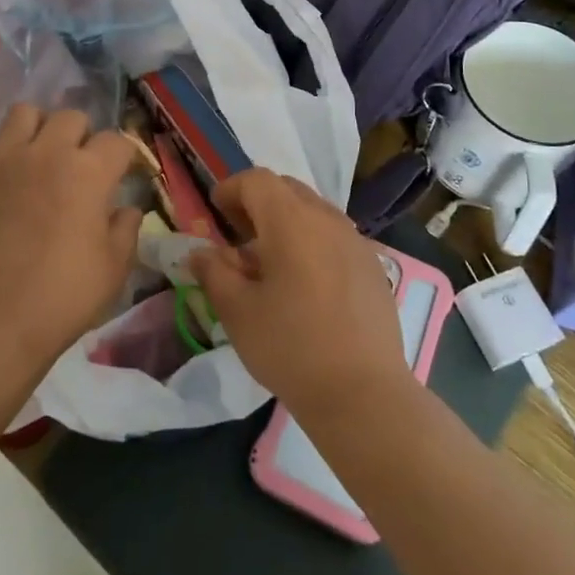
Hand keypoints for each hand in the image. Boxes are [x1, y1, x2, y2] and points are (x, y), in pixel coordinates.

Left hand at [0, 95, 143, 372]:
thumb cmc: (60, 298)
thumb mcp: (114, 269)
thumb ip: (126, 229)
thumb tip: (128, 208)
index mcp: (89, 173)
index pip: (117, 142)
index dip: (123, 157)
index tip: (122, 175)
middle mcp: (48, 151)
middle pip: (72, 118)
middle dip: (82, 138)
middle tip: (78, 167)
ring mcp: (1, 156)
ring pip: (24, 113)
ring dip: (38, 125)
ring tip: (38, 147)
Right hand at [189, 169, 411, 421]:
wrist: (363, 394)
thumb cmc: (290, 347)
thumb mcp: (237, 311)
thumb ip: (214, 272)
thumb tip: (200, 252)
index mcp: (290, 220)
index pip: (256, 180)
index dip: (231, 190)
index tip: (216, 214)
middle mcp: (327, 219)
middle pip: (287, 189)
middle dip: (258, 203)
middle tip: (239, 236)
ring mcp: (356, 241)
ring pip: (314, 212)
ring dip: (287, 223)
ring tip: (271, 263)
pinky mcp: (373, 267)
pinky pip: (335, 237)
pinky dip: (313, 243)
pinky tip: (306, 286)